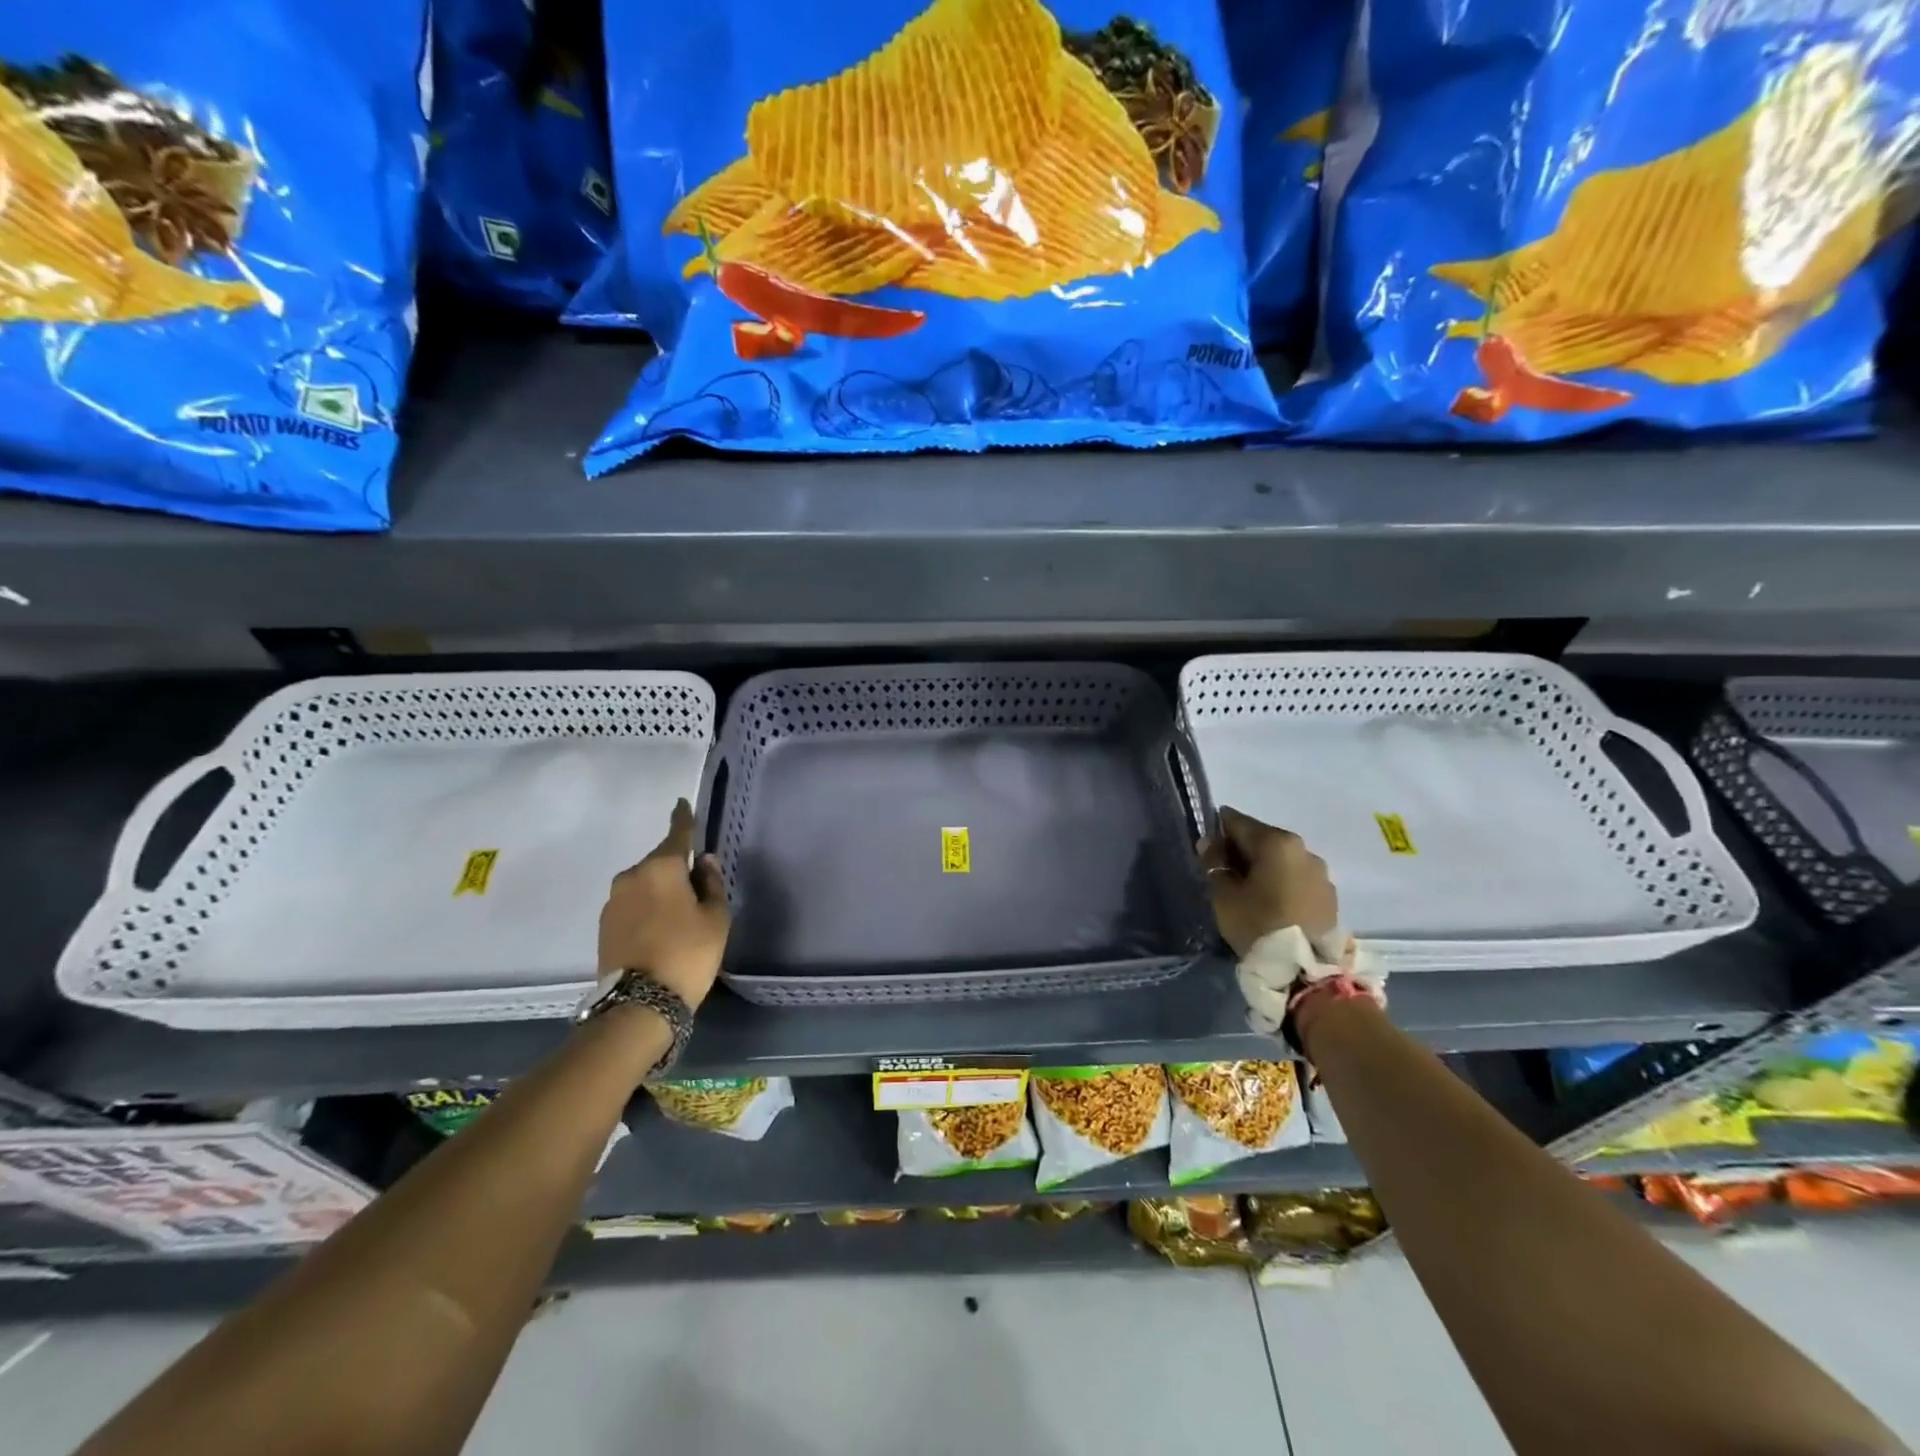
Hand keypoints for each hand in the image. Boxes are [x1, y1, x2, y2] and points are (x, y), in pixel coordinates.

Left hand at [597, 799, 728, 1009]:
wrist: (640, 1003)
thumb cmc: (688, 953)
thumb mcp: (716, 917)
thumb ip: (711, 883)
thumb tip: (703, 861)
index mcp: (662, 867)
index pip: (677, 833)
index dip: (683, 818)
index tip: (681, 804)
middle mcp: (632, 876)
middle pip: (660, 862)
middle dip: (676, 868)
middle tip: (696, 889)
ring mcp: (613, 901)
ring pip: (644, 884)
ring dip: (660, 890)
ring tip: (678, 915)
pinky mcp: (603, 925)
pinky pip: (632, 904)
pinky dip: (646, 908)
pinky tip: (660, 929)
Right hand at [1198, 806, 1337, 957]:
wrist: (1306, 971)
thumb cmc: (1258, 925)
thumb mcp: (1224, 895)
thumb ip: (1215, 864)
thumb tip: (1210, 845)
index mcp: (1277, 842)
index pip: (1238, 822)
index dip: (1217, 832)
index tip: (1206, 850)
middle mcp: (1304, 850)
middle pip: (1263, 840)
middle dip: (1242, 851)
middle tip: (1224, 873)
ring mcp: (1321, 874)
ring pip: (1282, 861)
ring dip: (1265, 869)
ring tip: (1250, 893)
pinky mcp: (1330, 897)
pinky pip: (1297, 880)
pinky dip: (1282, 884)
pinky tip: (1272, 905)